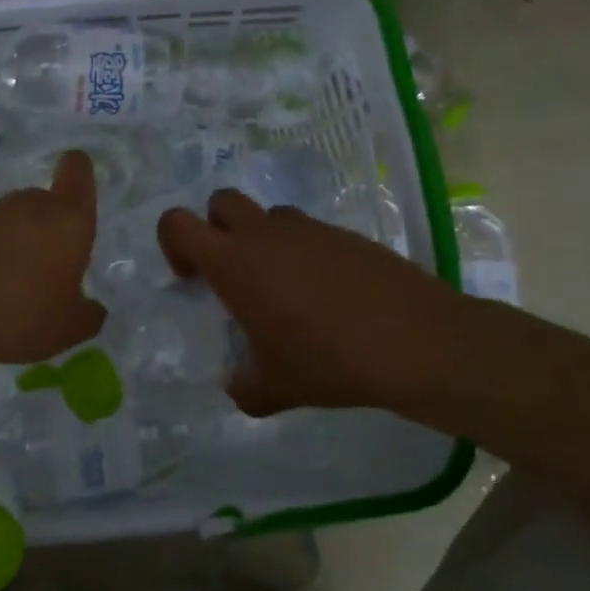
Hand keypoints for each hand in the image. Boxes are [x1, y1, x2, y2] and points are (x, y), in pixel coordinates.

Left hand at [0, 150, 106, 364]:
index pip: (77, 168)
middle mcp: (32, 205)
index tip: (80, 200)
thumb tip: (93, 308)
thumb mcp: (70, 329)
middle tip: (53, 267)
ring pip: (20, 218)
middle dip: (53, 226)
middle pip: (48, 199)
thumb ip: (90, 314)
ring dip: (24, 241)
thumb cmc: (20, 316)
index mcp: (68, 219)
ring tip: (19, 285)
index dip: (80, 174)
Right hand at [157, 189, 511, 418]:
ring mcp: (308, 229)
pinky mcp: (345, 234)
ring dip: (263, 240)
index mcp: (234, 262)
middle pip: (221, 202)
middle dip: (216, 228)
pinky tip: (327, 295)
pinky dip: (304, 253)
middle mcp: (264, 235)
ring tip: (285, 288)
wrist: (415, 342)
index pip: (177, 223)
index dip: (174, 244)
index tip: (193, 279)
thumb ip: (243, 386)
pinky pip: (309, 232)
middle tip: (233, 273)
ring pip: (268, 216)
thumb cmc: (328, 361)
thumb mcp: (274, 388)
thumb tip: (236, 385)